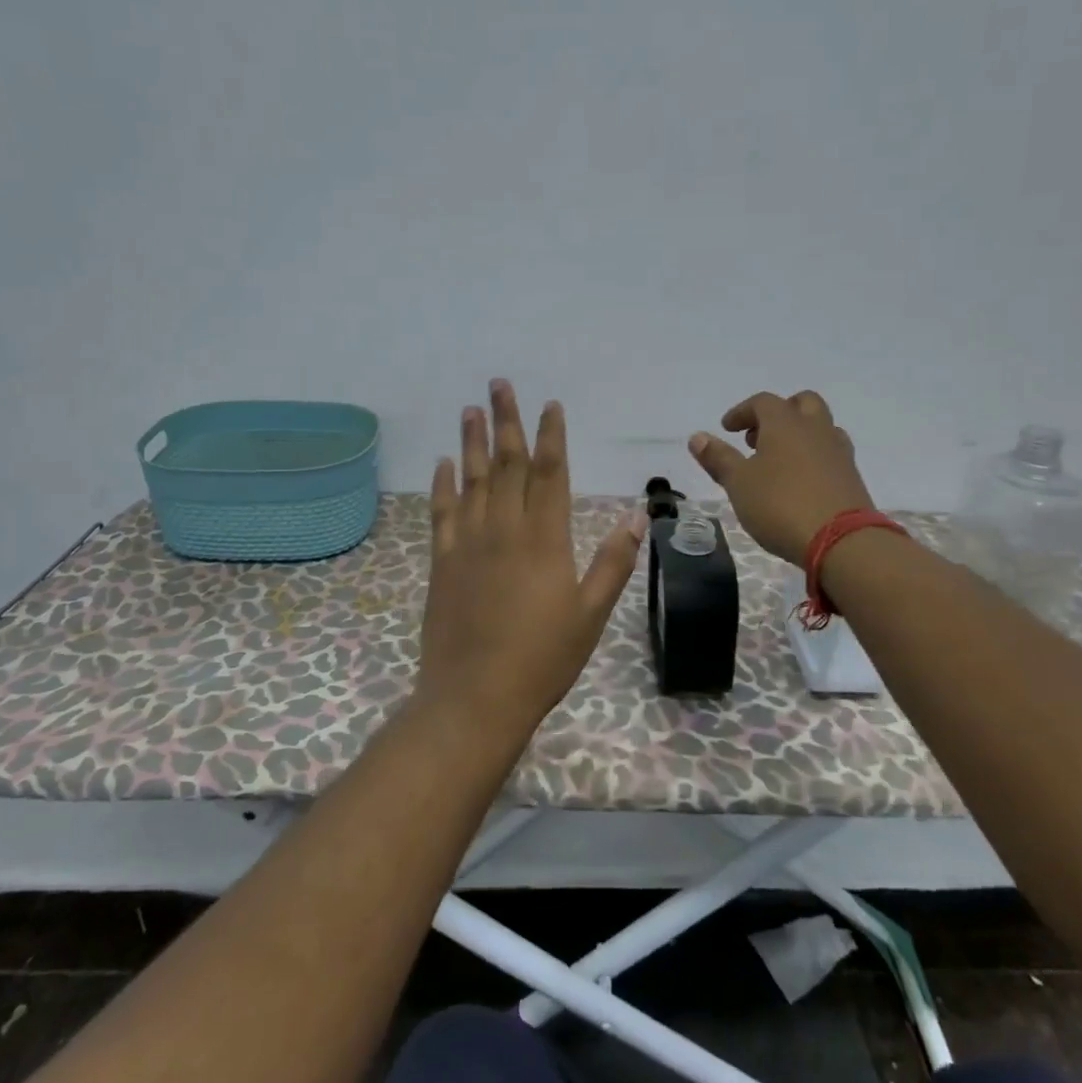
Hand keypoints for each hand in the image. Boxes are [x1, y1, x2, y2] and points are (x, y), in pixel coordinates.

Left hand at [414, 380, 646, 740]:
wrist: (474, 698)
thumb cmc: (542, 659)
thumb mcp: (591, 614)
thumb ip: (614, 561)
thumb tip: (639, 514)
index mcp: (544, 539)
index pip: (550, 472)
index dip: (551, 435)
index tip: (550, 405)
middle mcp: (504, 529)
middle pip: (507, 463)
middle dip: (506, 421)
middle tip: (499, 384)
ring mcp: (468, 543)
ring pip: (471, 479)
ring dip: (471, 442)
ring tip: (470, 410)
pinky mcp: (442, 561)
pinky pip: (442, 512)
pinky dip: (442, 485)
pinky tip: (442, 463)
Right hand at [688, 390, 875, 563]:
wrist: (842, 541)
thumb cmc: (780, 505)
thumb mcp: (738, 483)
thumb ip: (718, 458)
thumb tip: (697, 437)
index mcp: (785, 423)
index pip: (762, 402)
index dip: (742, 412)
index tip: (727, 429)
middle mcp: (815, 429)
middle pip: (801, 403)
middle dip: (778, 413)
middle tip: (758, 437)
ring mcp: (839, 452)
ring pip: (821, 427)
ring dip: (799, 434)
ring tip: (779, 460)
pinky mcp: (852, 477)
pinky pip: (831, 453)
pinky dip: (813, 457)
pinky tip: (801, 481)